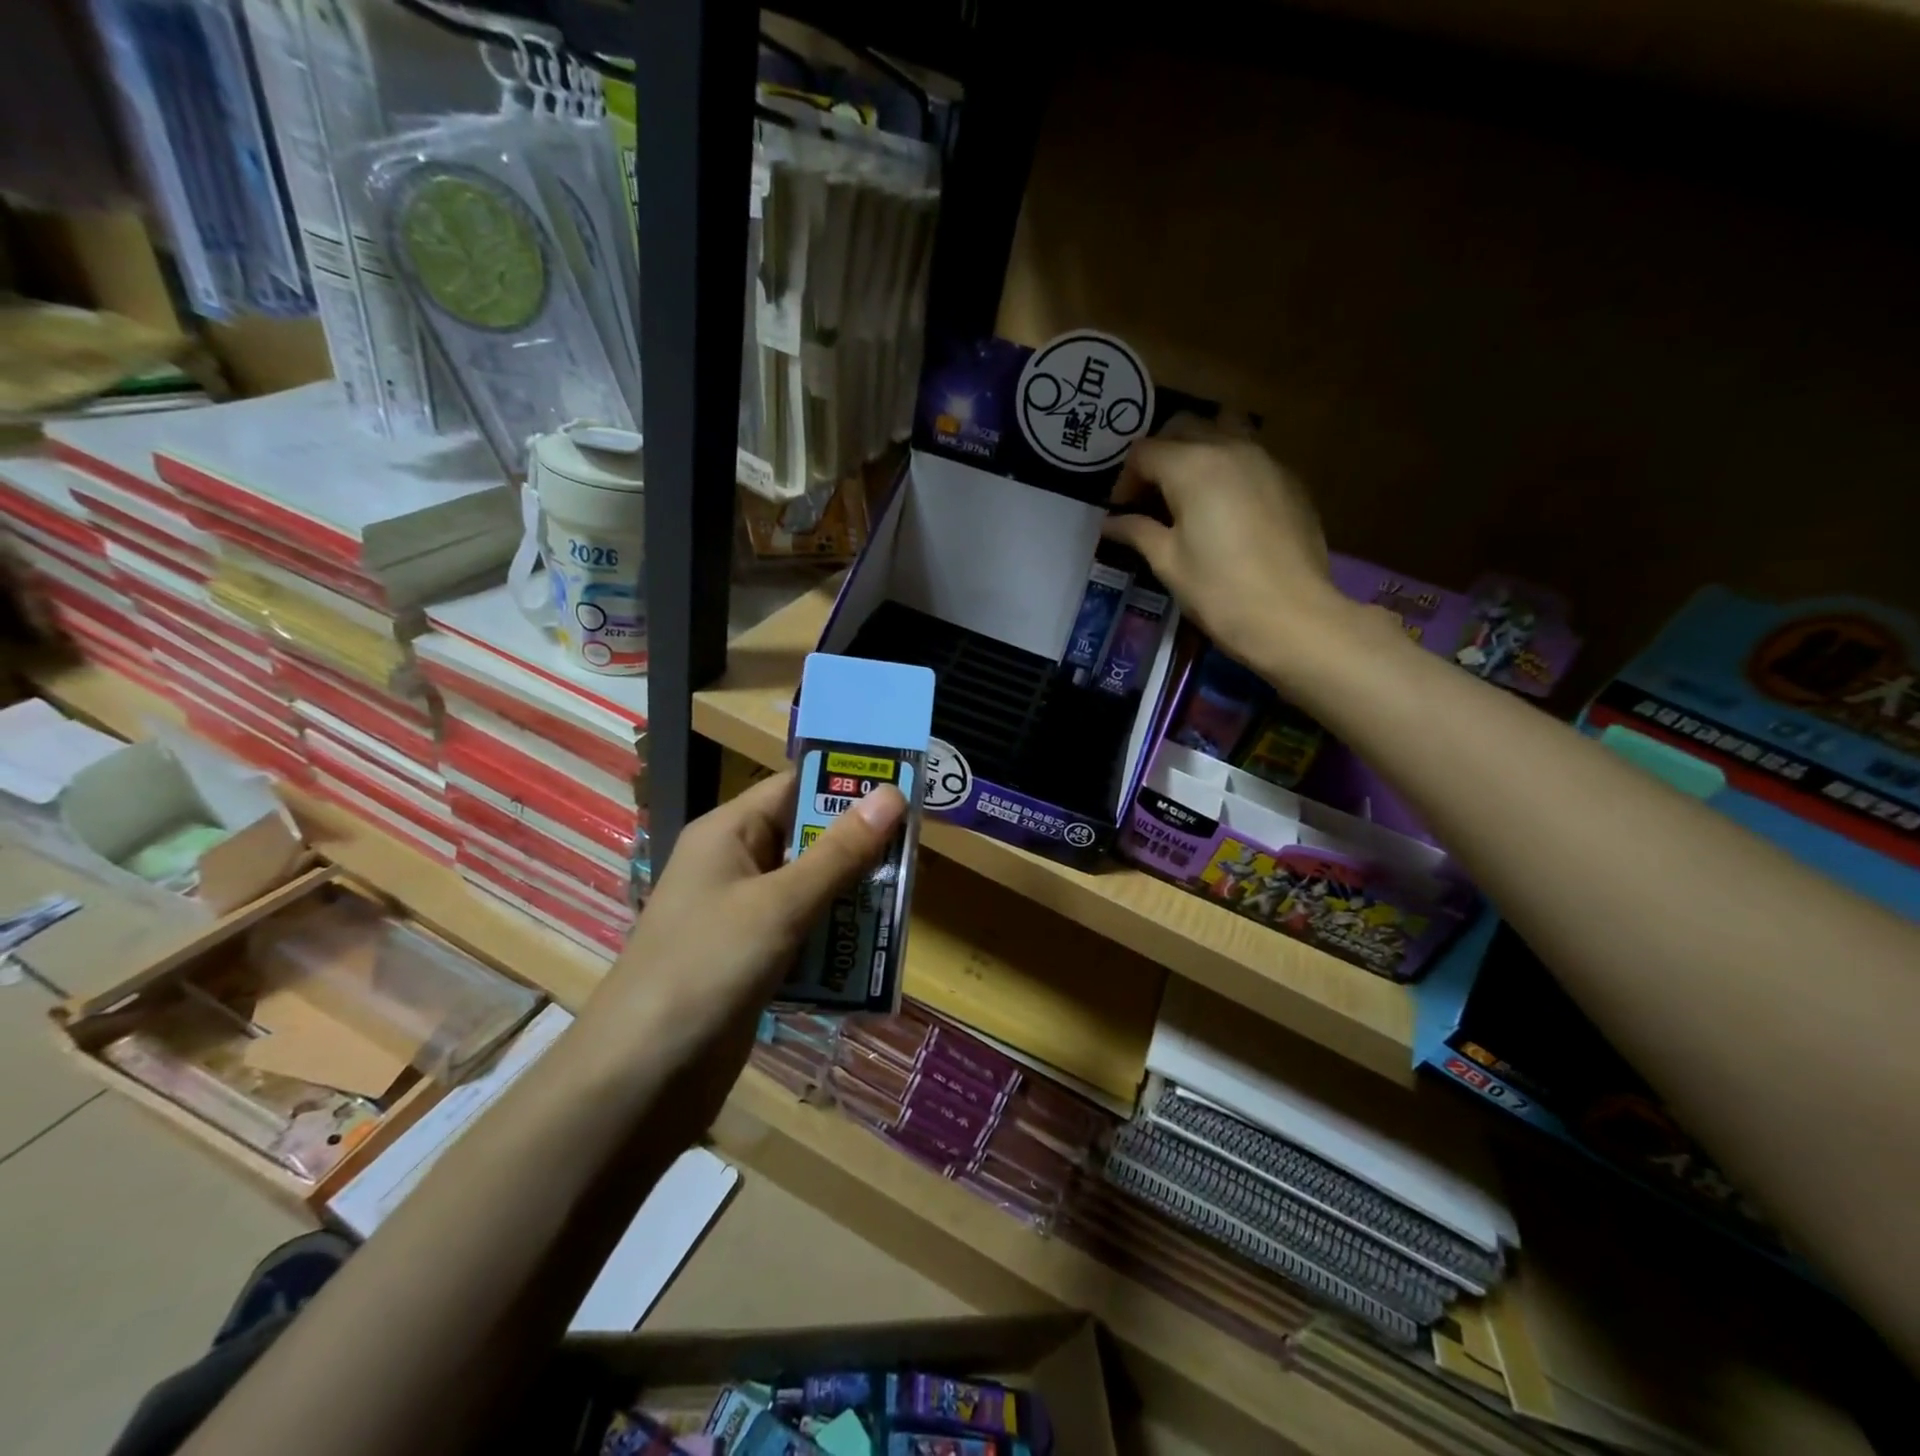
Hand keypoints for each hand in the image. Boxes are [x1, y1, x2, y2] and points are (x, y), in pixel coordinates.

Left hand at [578, 771, 903, 1114]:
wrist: (641, 1078)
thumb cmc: (707, 968)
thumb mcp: (780, 904)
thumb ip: (839, 853)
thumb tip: (894, 795)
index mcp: (729, 832)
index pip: (795, 788)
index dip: (847, 785)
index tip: (906, 791)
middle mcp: (735, 864)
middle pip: (808, 839)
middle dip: (859, 847)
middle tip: (917, 854)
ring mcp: (742, 915)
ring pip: (811, 889)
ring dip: (853, 897)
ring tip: (906, 902)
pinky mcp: (752, 959)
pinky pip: (804, 933)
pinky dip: (835, 938)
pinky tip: (873, 951)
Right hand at [1102, 435, 1348, 682]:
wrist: (1291, 616)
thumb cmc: (1218, 591)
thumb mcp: (1167, 562)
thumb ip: (1138, 531)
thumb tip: (1110, 523)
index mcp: (1192, 466)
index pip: (1145, 451)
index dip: (1125, 479)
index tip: (1121, 512)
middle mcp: (1230, 448)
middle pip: (1185, 427)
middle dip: (1159, 454)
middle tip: (1149, 496)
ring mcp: (1266, 461)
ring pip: (1224, 430)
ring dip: (1198, 449)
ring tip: (1188, 490)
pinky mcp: (1290, 481)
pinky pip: (1251, 456)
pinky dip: (1229, 467)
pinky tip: (1225, 509)